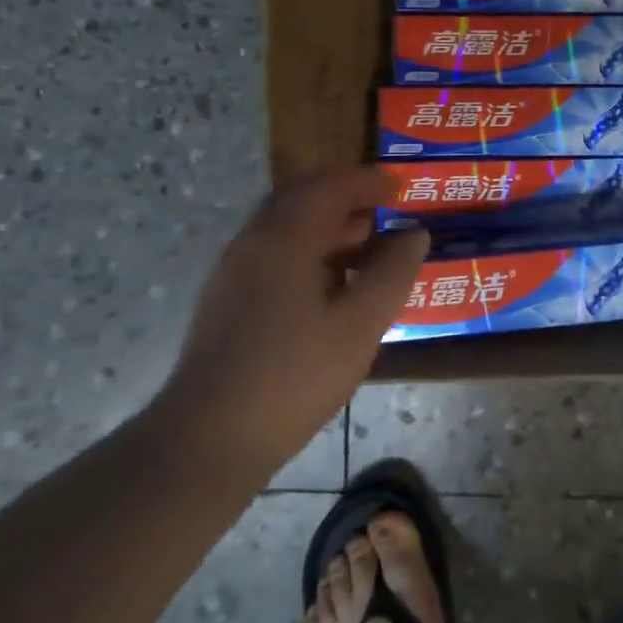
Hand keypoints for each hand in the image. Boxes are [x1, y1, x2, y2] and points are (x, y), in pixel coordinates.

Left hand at [151, 169, 428, 475]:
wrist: (208, 439)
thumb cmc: (294, 375)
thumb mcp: (359, 324)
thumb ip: (392, 273)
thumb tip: (414, 234)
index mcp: (284, 238)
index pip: (329, 188)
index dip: (368, 182)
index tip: (400, 186)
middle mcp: (253, 243)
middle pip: (302, 201)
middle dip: (346, 201)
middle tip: (385, 212)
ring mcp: (234, 273)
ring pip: (287, 231)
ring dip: (328, 229)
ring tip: (367, 250)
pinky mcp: (227, 301)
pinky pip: (274, 256)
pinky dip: (309, 253)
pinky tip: (332, 287)